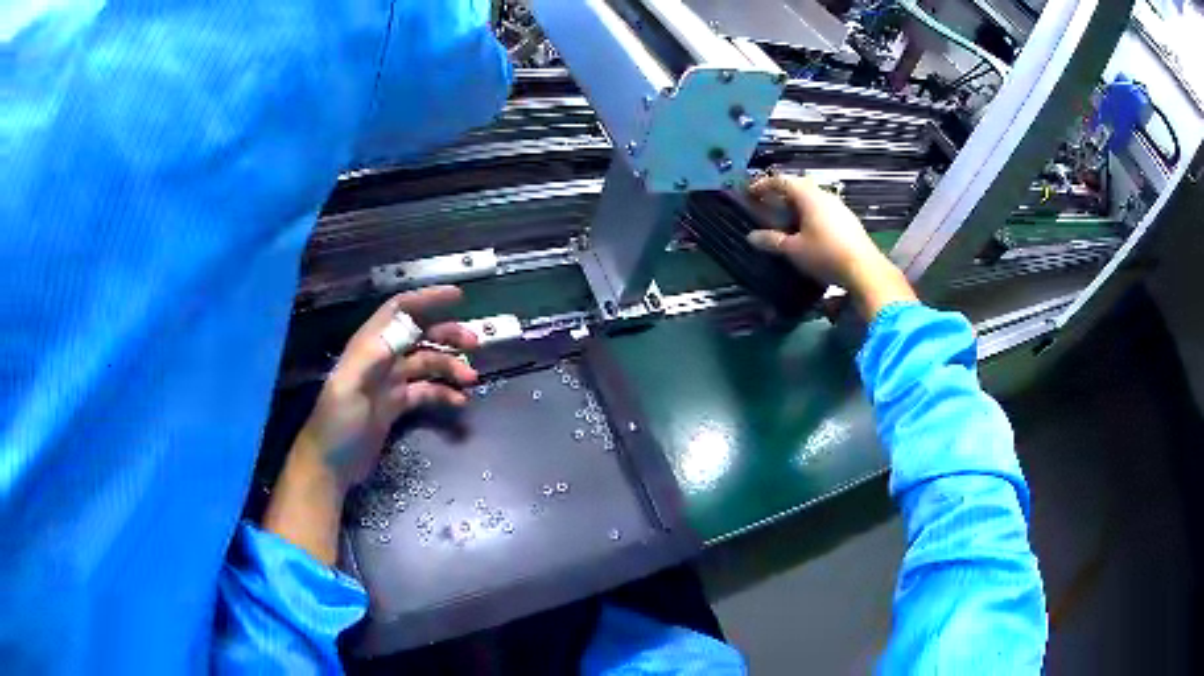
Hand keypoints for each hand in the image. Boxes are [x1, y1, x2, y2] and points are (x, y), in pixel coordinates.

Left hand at [298, 286, 478, 490]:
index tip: (457, 296)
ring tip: (471, 378)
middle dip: (446, 334)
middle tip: (474, 343)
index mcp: (368, 348)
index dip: (426, 299)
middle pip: (418, 336)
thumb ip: (375, 355)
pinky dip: (443, 394)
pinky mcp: (395, 406)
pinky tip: (458, 402)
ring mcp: (389, 384)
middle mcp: (380, 360)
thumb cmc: (336, 423)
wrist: (330, 465)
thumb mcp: (349, 386)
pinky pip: (425, 392)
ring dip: (449, 367)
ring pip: (426, 364)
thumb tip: (406, 327)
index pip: (399, 311)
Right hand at [745, 174, 916, 320]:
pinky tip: (809, 232)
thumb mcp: (794, 250)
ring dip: (798, 205)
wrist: (864, 270)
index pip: (782, 181)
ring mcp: (840, 207)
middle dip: (782, 193)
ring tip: (787, 220)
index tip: (750, 193)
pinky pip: (825, 210)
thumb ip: (772, 241)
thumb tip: (751, 237)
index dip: (763, 185)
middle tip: (769, 204)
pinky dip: (811, 215)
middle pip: (799, 186)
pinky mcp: (849, 221)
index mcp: (809, 196)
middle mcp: (824, 195)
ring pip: (814, 198)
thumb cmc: (825, 255)